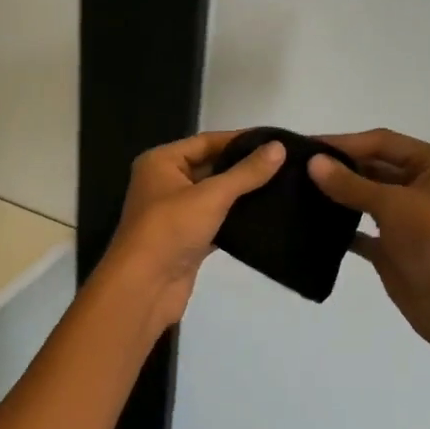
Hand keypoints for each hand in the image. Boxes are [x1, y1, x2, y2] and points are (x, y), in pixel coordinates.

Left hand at [101, 131, 285, 335]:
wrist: (144, 288)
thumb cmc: (170, 230)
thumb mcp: (211, 195)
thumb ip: (246, 173)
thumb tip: (279, 147)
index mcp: (161, 162)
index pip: (206, 141)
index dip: (240, 140)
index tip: (277, 141)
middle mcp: (164, 182)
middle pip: (210, 167)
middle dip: (243, 167)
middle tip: (285, 164)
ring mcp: (175, 213)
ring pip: (214, 196)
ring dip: (242, 194)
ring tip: (283, 186)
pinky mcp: (186, 239)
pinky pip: (215, 221)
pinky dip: (236, 219)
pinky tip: (265, 216)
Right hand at [308, 129, 429, 377]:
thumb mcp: (393, 205)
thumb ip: (350, 184)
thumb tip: (312, 162)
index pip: (382, 142)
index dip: (345, 142)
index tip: (305, 146)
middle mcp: (421, 185)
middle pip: (373, 166)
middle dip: (338, 167)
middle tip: (295, 167)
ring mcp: (406, 217)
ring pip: (365, 196)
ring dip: (337, 194)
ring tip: (297, 190)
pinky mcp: (392, 245)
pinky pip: (360, 229)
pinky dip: (340, 226)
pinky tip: (312, 223)